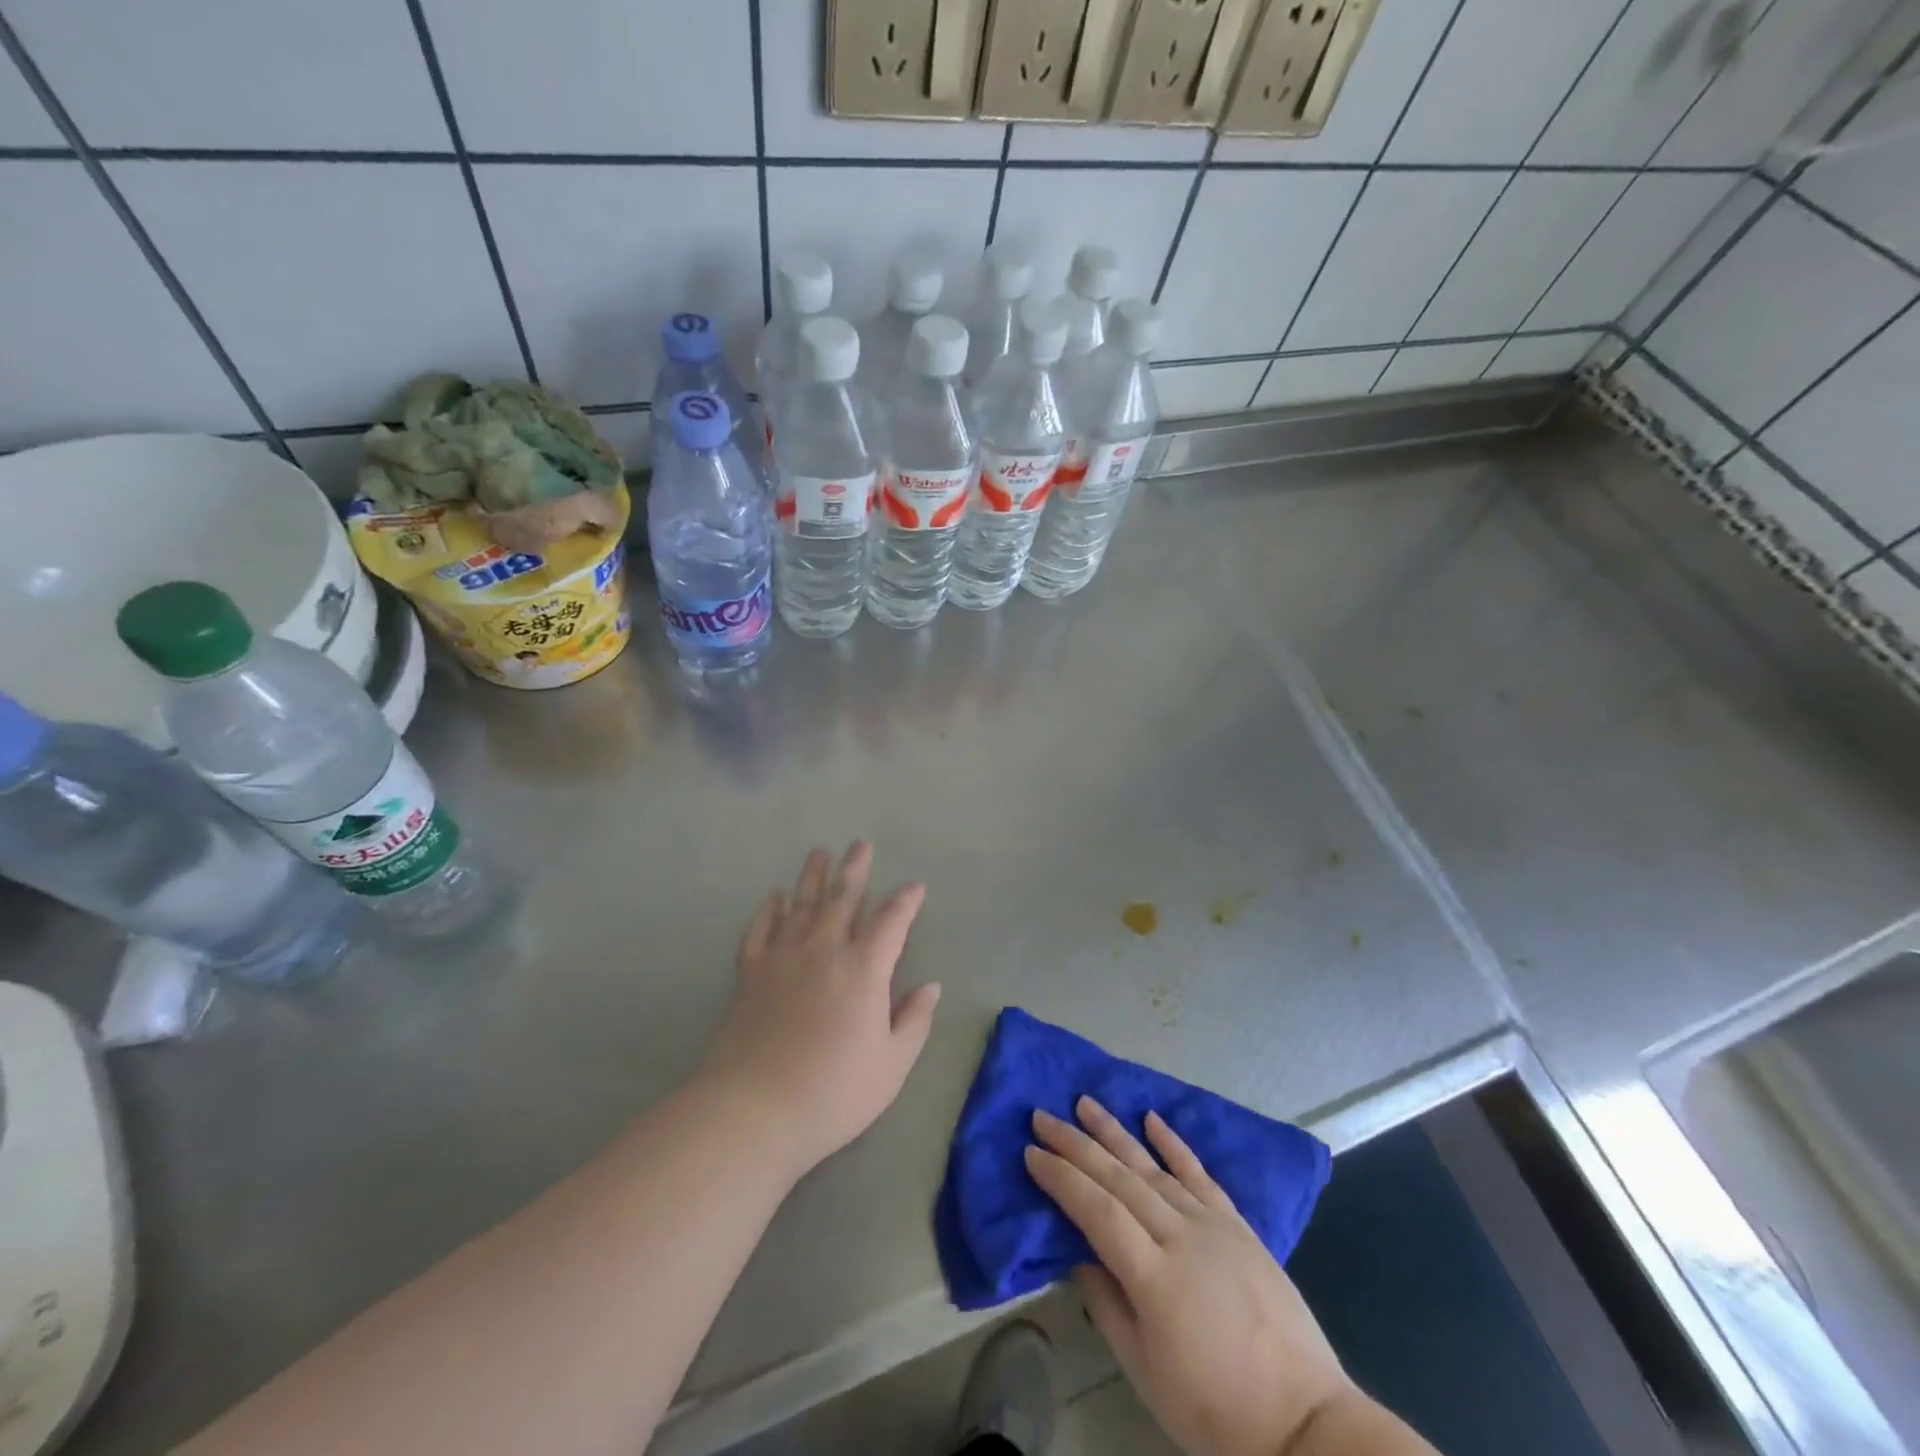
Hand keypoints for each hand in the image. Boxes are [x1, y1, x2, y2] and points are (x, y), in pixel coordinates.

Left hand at [697, 842, 940, 1178]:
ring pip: (800, 904)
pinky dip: (768, 910)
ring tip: (819, 852)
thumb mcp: (891, 1066)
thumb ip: (914, 1021)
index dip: (906, 900)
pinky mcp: (751, 974)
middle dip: (854, 869)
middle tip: (860, 844)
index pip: (891, 920)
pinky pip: (760, 930)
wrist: (753, 1111)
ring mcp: (783, 958)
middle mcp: (824, 950)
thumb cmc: (833, 1093)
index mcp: (863, 969)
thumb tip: (931, 987)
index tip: (915, 886)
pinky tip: (774, 897)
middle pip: (842, 897)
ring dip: (812, 876)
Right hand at [1026, 1099, 1362, 1455]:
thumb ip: (1106, 1307)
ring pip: (1153, 1166)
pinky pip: (1200, 1175)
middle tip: (1042, 1117)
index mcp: (1153, 1275)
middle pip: (1118, 1177)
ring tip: (1084, 1103)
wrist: (1304, 1423)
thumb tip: (1080, 1256)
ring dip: (1115, 1132)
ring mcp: (1212, 1225)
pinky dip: (1174, 1144)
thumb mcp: (1145, 1373)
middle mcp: (1180, 1235)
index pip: (1095, 1210)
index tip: (1031, 1153)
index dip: (1061, 1179)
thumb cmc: (1215, 1410)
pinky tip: (1152, 1118)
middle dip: (1075, 1144)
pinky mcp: (1238, 1225)